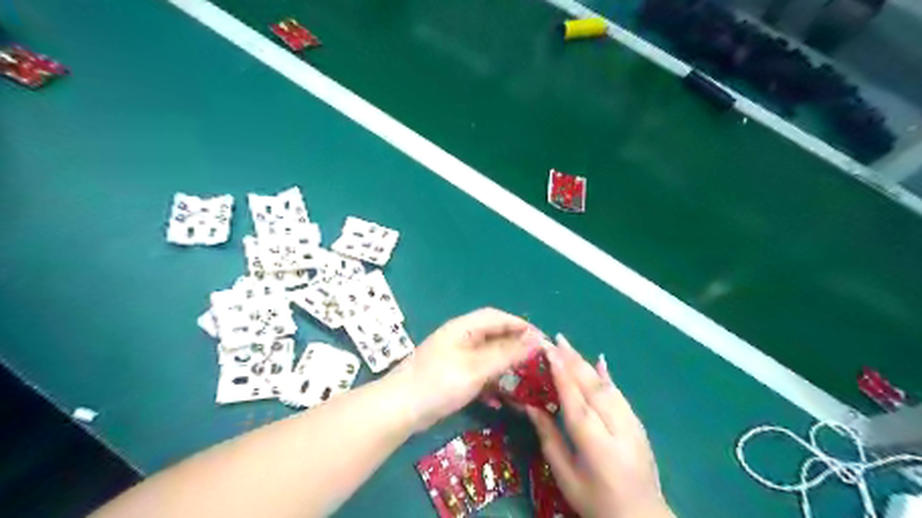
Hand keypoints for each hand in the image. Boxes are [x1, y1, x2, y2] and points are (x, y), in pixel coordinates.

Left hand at [387, 309, 540, 430]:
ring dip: (504, 366)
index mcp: (464, 328)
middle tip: (536, 360)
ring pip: (487, 356)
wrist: (400, 409)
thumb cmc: (439, 382)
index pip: (497, 317)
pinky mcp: (451, 376)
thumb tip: (536, 340)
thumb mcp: (477, 368)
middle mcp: (460, 338)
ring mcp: (455, 357)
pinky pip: (478, 373)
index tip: (541, 338)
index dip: (520, 324)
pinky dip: (490, 382)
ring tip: (524, 379)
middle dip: (515, 346)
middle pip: (493, 335)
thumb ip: (507, 354)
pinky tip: (500, 399)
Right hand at [529, 334, 674, 516]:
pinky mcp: (637, 424)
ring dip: (585, 363)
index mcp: (594, 441)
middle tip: (554, 339)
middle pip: (590, 386)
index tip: (548, 350)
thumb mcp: (566, 476)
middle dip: (572, 359)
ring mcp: (630, 423)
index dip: (561, 372)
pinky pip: (619, 393)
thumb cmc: (596, 502)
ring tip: (567, 346)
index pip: (574, 398)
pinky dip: (607, 376)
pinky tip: (601, 362)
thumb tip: (531, 407)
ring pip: (605, 385)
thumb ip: (549, 438)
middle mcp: (615, 425)